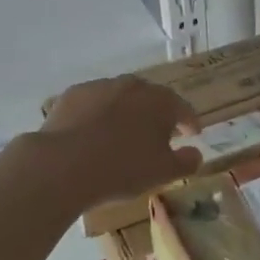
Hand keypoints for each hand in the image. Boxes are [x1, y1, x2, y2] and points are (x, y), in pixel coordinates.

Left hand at [35, 75, 202, 206]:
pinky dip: (98, 114)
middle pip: (151, 98)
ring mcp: (100, 87)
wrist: (64, 164)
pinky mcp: (72, 95)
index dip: (190, 122)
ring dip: (126, 112)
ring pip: (120, 97)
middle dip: (157, 114)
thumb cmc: (123, 168)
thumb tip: (196, 154)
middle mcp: (132, 86)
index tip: (193, 133)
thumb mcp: (163, 172)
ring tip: (123, 134)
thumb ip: (186, 162)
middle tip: (158, 134)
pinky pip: (93, 104)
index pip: (182, 108)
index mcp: (160, 101)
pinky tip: (93, 133)